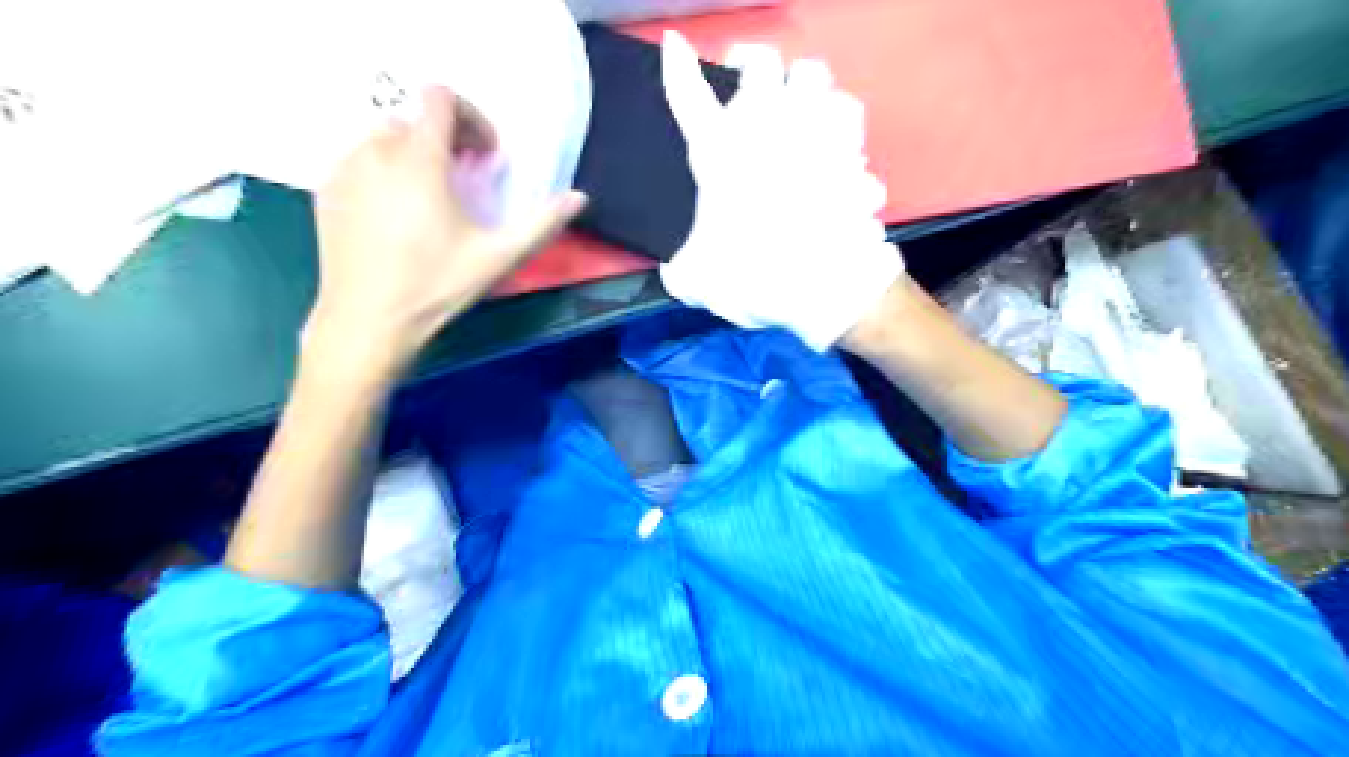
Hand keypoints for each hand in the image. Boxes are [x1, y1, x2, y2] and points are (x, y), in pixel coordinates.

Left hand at [311, 87, 585, 379]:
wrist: (367, 320)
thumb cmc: (436, 286)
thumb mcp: (497, 257)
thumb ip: (541, 223)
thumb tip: (579, 197)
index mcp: (420, 160)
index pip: (439, 97)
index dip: (470, 116)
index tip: (484, 155)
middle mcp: (375, 151)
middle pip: (414, 118)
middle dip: (445, 140)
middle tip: (464, 179)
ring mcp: (344, 169)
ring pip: (383, 138)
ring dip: (414, 154)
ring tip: (429, 198)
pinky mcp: (325, 191)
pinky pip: (357, 160)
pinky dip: (383, 171)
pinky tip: (395, 214)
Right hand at [657, 29, 899, 352]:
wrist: (821, 286)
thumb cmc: (752, 277)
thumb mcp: (698, 282)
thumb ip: (682, 270)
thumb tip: (676, 273)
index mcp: (720, 154)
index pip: (688, 97)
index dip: (677, 67)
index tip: (675, 46)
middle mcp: (767, 130)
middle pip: (765, 62)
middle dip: (756, 67)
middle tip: (751, 87)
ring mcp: (815, 133)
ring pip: (817, 78)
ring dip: (806, 92)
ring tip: (802, 114)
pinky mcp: (853, 152)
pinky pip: (851, 122)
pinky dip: (842, 129)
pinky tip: (838, 148)